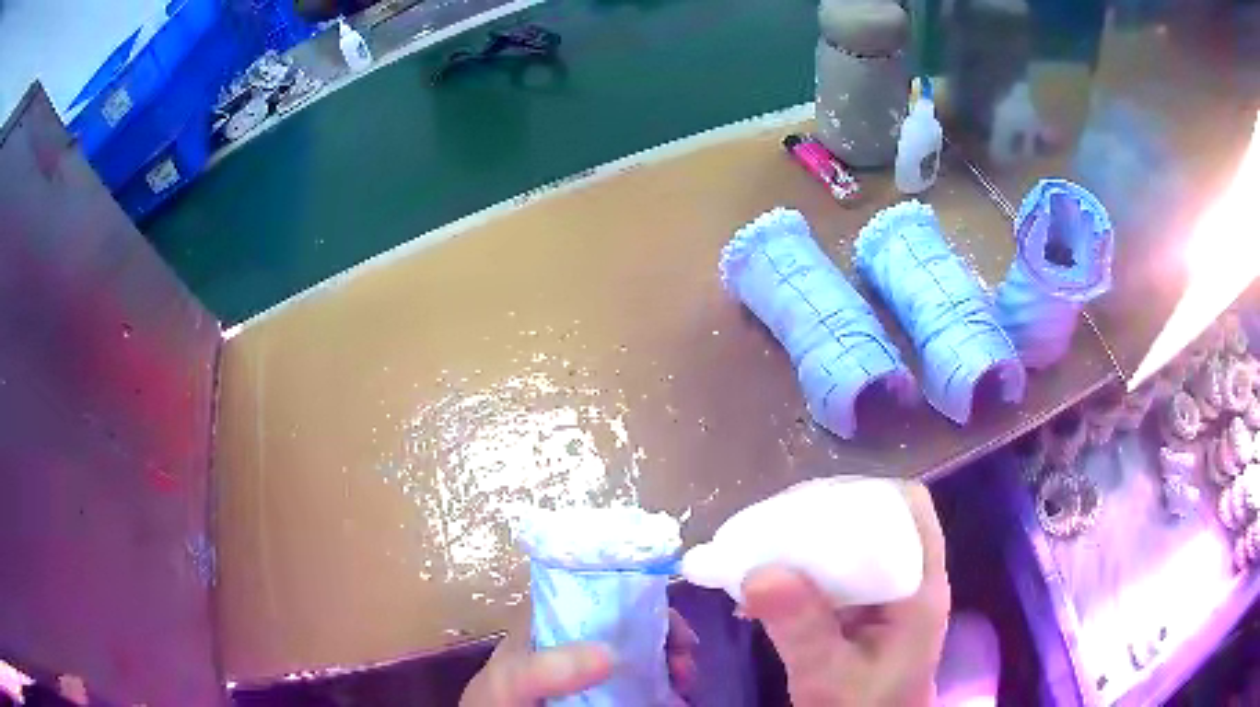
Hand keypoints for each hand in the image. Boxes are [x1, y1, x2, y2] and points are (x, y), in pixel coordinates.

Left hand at [460, 608, 699, 704]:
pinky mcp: (603, 691)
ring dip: (674, 665)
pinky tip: (676, 700)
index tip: (677, 630)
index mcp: (556, 618)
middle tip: (686, 664)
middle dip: (670, 640)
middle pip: (637, 626)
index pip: (608, 594)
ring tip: (686, 685)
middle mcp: (579, 638)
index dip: (649, 605)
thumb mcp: (511, 681)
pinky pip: (643, 684)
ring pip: (646, 655)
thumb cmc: (497, 701)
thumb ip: (544, 668)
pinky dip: (665, 689)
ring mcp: (591, 667)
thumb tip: (610, 654)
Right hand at [742, 482, 950, 706]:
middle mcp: (910, 578)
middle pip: (878, 517)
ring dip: (809, 539)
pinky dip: (805, 565)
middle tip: (771, 529)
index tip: (809, 507)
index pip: (909, 509)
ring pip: (857, 540)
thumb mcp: (828, 677)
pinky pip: (840, 568)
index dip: (864, 495)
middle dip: (823, 515)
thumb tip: (758, 573)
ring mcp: (889, 592)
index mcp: (919, 588)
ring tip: (761, 548)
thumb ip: (802, 630)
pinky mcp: (869, 606)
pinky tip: (767, 580)